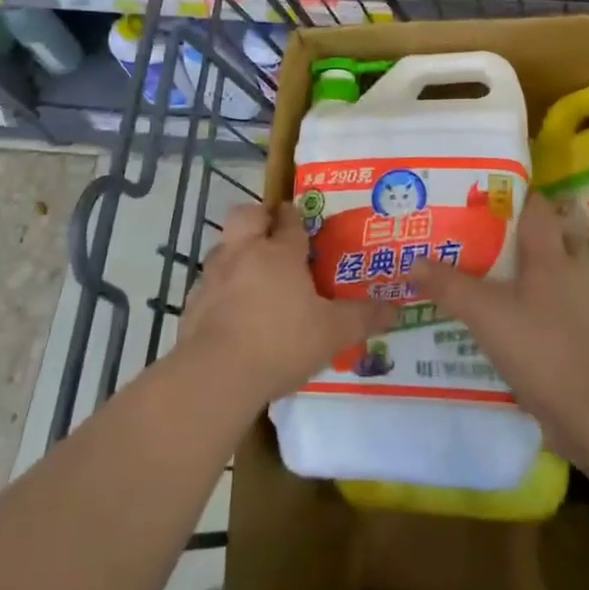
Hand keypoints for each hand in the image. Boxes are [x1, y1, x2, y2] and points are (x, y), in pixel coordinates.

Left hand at [177, 201, 395, 407]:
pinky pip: (208, 284)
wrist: (216, 374)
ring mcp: (214, 276)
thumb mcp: (333, 334)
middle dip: (258, 216)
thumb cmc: (281, 342)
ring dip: (236, 252)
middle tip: (271, 231)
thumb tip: (395, 307)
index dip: (295, 217)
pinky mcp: (193, 303)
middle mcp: (244, 253)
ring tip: (251, 275)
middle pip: (246, 215)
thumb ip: (362, 318)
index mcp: (280, 253)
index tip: (300, 218)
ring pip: (223, 247)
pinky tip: (230, 312)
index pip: (289, 221)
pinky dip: (219, 290)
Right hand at [409, 195, 588, 447]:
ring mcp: (577, 304)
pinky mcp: (577, 334)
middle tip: (485, 230)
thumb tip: (413, 261)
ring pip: (555, 268)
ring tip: (492, 268)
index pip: (538, 206)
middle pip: (553, 233)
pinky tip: (507, 310)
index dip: (513, 195)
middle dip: (523, 229)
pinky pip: (554, 302)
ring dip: (530, 265)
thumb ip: (448, 285)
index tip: (482, 195)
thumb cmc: (538, 345)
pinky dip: (533, 299)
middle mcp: (569, 270)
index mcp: (551, 253)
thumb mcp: (484, 312)